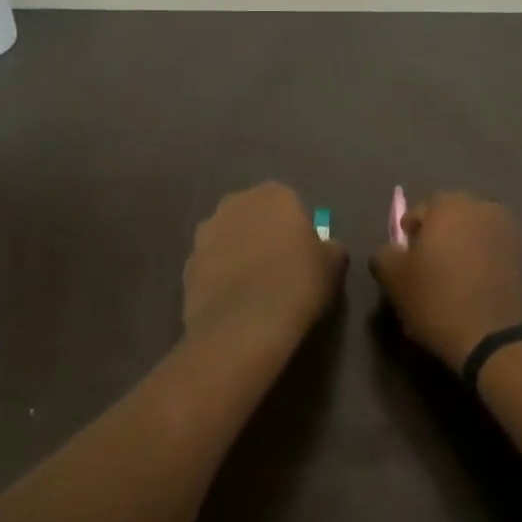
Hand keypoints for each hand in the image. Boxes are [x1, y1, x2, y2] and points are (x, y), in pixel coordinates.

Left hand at [183, 183, 347, 346]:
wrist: (244, 326)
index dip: (296, 229)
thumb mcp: (333, 265)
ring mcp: (206, 233)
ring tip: (254, 288)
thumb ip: (330, 247)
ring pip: (228, 238)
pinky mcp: (188, 263)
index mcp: (273, 195)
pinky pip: (211, 265)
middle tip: (279, 269)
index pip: (289, 203)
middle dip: (263, 235)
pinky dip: (221, 277)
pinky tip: (234, 302)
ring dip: (238, 253)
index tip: (303, 255)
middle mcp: (234, 203)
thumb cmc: (297, 285)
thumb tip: (324, 247)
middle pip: (254, 216)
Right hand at [369, 193, 521, 368]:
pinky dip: (496, 265)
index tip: (408, 263)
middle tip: (435, 271)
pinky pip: (507, 254)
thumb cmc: (440, 303)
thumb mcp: (394, 281)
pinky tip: (488, 292)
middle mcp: (487, 207)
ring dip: (472, 250)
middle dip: (444, 238)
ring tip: (464, 283)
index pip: (421, 211)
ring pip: (484, 234)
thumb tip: (392, 251)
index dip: (411, 236)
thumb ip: (385, 255)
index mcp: (450, 206)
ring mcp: (518, 231)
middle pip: (456, 218)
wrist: (505, 343)